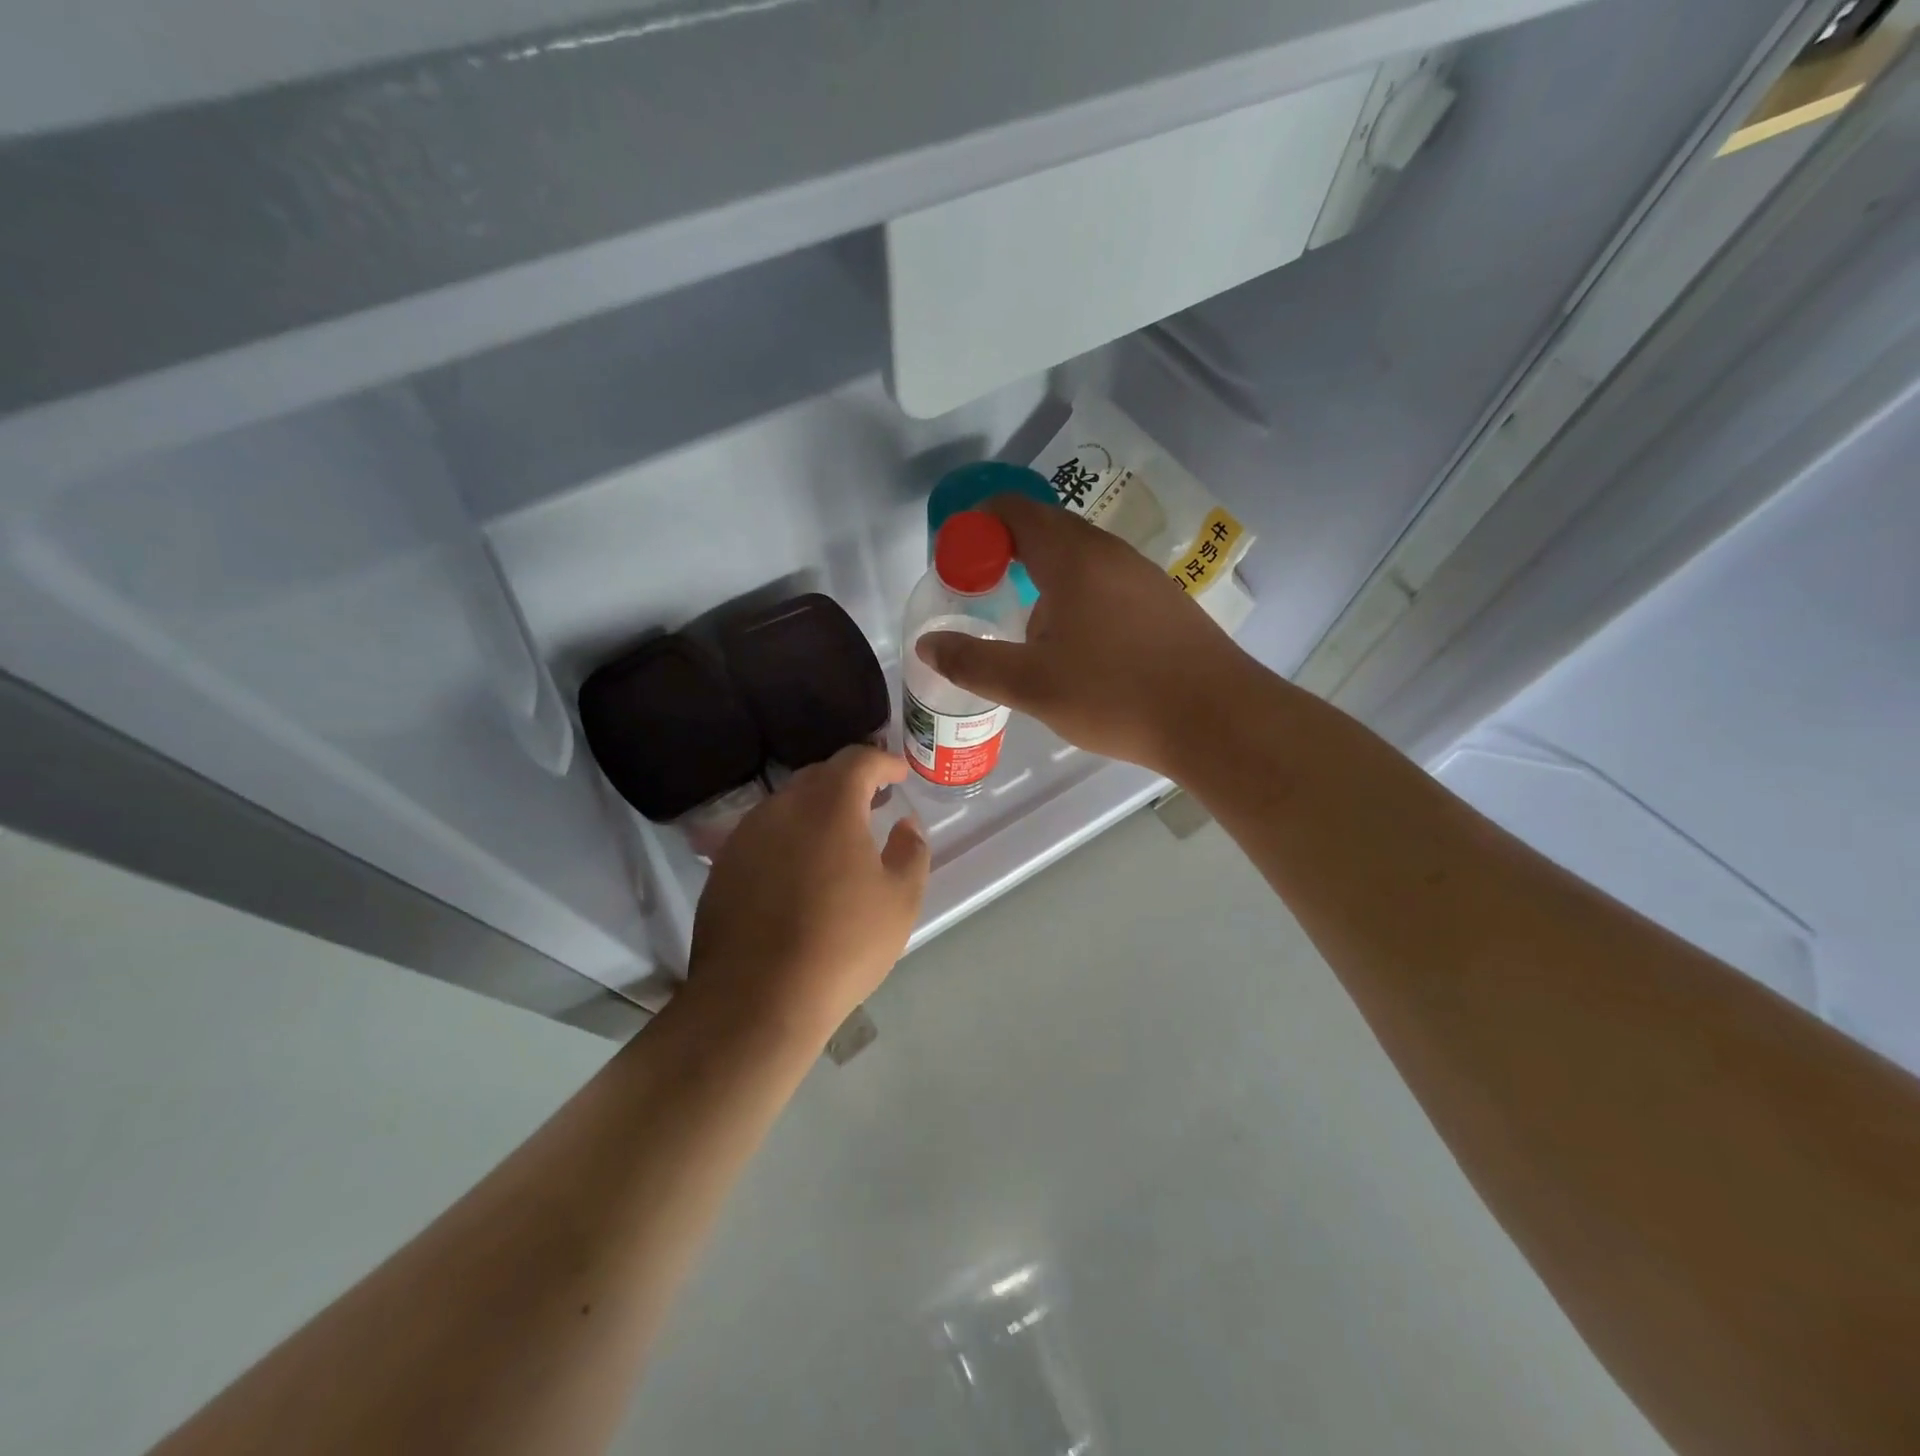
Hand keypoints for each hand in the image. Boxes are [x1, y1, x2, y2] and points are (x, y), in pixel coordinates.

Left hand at [687, 745, 929, 1043]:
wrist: (756, 999)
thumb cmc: (842, 944)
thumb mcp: (900, 899)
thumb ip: (911, 850)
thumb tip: (906, 824)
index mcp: (829, 805)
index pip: (858, 760)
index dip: (883, 761)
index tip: (900, 774)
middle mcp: (782, 807)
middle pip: (819, 775)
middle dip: (850, 781)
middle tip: (874, 800)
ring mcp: (746, 836)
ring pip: (787, 804)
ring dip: (817, 808)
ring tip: (838, 836)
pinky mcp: (723, 866)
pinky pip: (764, 834)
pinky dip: (789, 836)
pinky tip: (800, 869)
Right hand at [915, 494, 1247, 773]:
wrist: (1216, 719)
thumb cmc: (1115, 695)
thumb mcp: (1031, 684)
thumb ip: (972, 661)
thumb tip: (927, 645)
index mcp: (1072, 556)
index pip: (1013, 510)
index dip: (976, 526)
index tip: (955, 563)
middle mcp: (1109, 552)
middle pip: (1046, 528)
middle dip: (1004, 552)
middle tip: (980, 592)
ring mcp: (1142, 575)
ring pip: (1078, 557)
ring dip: (1041, 575)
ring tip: (1022, 622)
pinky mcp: (1163, 601)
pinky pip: (1105, 580)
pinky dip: (1074, 593)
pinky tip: (1075, 642)